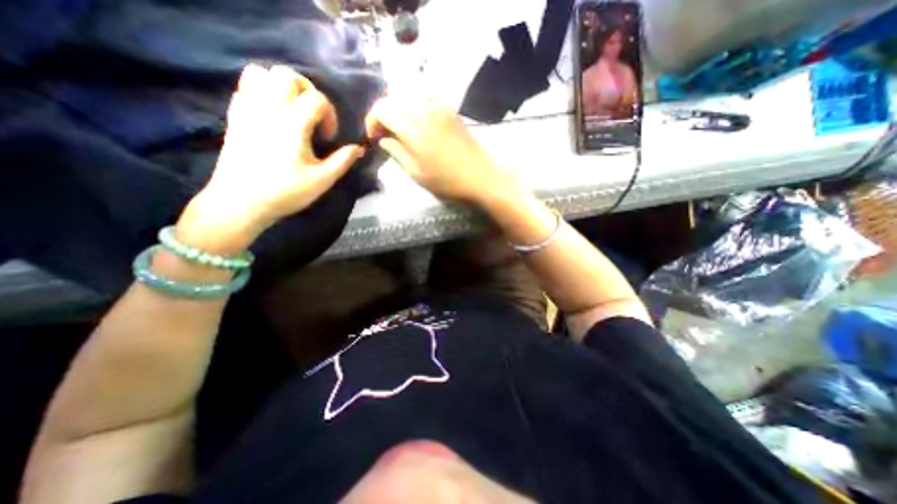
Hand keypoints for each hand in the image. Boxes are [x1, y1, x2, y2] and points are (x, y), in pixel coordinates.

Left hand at [178, 65, 363, 254]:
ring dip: (284, 87)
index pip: (317, 98)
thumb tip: (359, 148)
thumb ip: (342, 161)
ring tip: (294, 110)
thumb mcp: (322, 180)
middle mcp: (268, 107)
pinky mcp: (235, 114)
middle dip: (308, 91)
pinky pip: (247, 85)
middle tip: (314, 116)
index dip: (330, 115)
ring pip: (263, 73)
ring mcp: (247, 108)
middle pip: (288, 75)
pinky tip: (274, 114)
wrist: (241, 202)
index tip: (329, 138)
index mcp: (292, 124)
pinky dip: (264, 90)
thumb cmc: (286, 192)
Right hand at [362, 96, 518, 205]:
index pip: (382, 109)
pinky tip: (419, 124)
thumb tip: (383, 140)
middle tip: (386, 133)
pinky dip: (415, 107)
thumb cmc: (448, 181)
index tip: (374, 137)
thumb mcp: (418, 174)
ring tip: (401, 128)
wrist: (480, 176)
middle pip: (394, 98)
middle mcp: (425, 112)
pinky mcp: (451, 111)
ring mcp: (440, 109)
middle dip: (384, 112)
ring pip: (410, 95)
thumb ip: (397, 153)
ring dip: (399, 108)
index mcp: (414, 131)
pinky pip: (426, 99)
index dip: (372, 120)